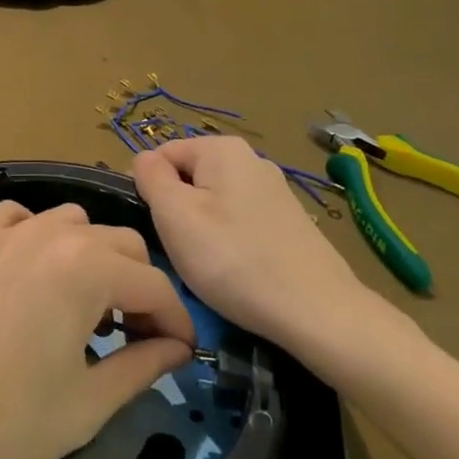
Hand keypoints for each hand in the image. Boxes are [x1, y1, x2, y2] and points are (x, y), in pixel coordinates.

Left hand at [0, 200, 196, 458]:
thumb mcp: (83, 407)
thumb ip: (141, 368)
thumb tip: (177, 350)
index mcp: (87, 269)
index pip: (154, 285)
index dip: (175, 322)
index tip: (180, 355)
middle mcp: (51, 235)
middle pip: (120, 245)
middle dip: (138, 288)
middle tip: (132, 339)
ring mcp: (4, 233)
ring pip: (73, 224)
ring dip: (93, 259)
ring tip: (82, 310)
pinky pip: (20, 220)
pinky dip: (40, 239)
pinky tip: (30, 278)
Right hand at [133, 136, 372, 353]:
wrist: (315, 310)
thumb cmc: (233, 259)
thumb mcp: (175, 216)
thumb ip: (151, 178)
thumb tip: (143, 159)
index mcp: (222, 148)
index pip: (161, 155)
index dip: (148, 191)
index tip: (154, 230)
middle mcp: (251, 159)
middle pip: (189, 178)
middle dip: (176, 212)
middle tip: (179, 251)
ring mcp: (273, 190)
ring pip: (213, 203)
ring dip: (201, 232)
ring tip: (208, 267)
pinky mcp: (287, 221)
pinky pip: (239, 222)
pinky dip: (228, 244)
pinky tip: (235, 272)